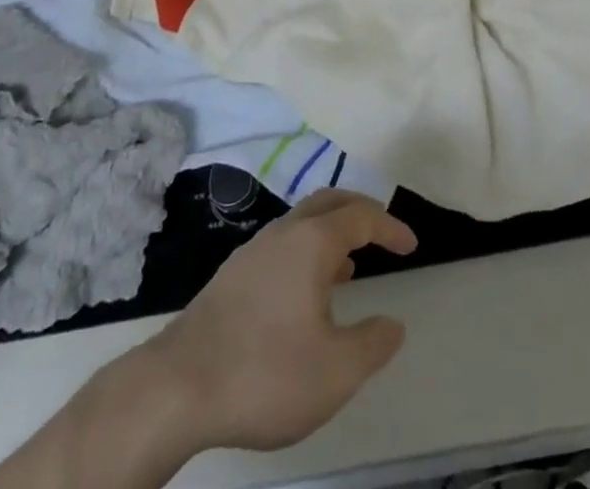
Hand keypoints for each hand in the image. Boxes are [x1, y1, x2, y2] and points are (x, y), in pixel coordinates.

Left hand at [148, 189, 418, 452]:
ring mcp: (253, 251)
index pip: (360, 216)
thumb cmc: (266, 372)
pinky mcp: (232, 276)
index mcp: (312, 242)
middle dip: (360, 211)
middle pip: (329, 202)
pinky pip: (282, 245)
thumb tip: (393, 324)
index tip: (411, 244)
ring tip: (349, 266)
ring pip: (302, 223)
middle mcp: (283, 233)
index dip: (390, 226)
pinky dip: (306, 252)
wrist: (178, 386)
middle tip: (383, 233)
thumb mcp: (336, 371)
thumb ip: (373, 344)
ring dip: (331, 233)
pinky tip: (305, 294)